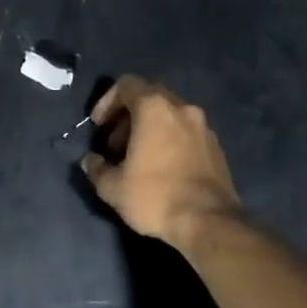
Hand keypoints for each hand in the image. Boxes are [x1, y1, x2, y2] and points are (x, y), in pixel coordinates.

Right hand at [81, 75, 242, 250]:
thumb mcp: (113, 187)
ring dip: (149, 128)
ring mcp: (203, 126)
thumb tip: (90, 161)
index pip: (127, 84)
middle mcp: (182, 108)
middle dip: (127, 116)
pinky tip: (161, 168)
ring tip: (136, 158)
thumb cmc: (155, 196)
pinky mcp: (216, 146)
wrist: (210, 222)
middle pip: (149, 96)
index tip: (98, 126)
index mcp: (154, 108)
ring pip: (169, 114)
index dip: (107, 101)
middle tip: (114, 144)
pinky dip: (169, 139)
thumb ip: (96, 168)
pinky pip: (185, 131)